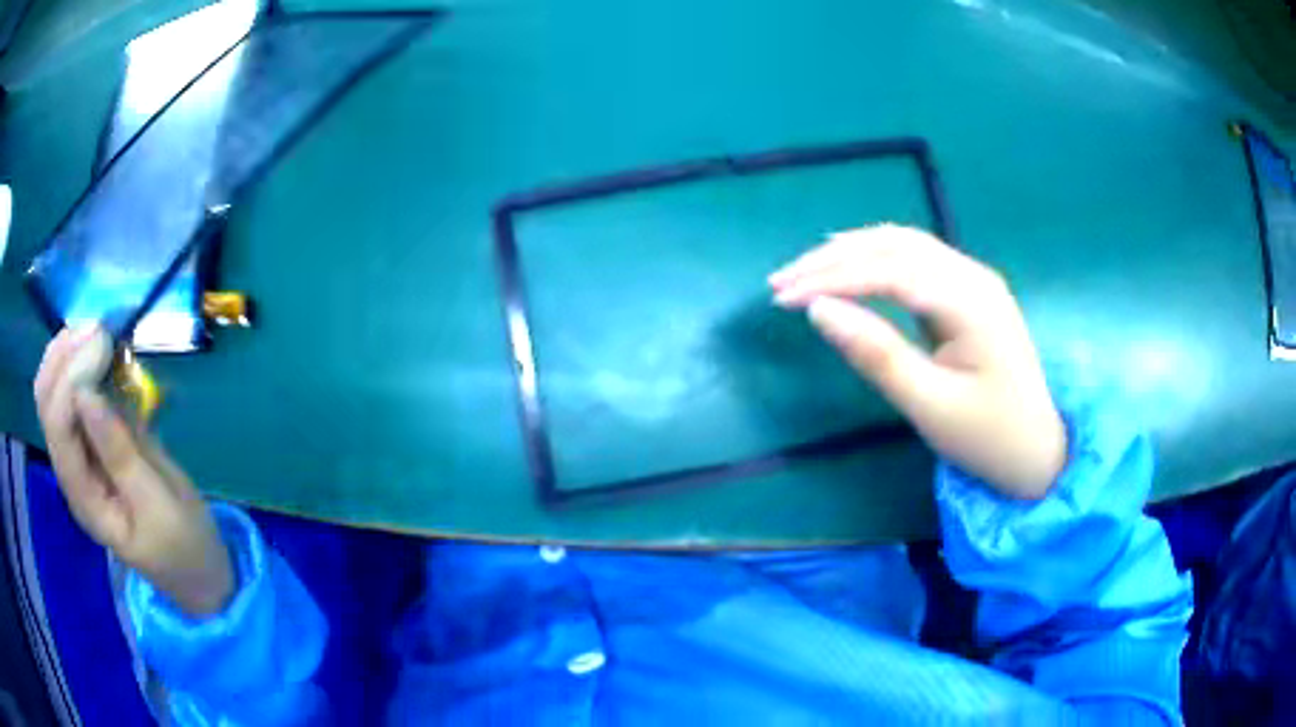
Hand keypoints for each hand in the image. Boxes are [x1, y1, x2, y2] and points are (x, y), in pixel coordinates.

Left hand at [34, 327, 234, 615]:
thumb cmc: (182, 544)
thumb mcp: (157, 506)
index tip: (104, 340)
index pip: (57, 427)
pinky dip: (80, 364)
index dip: (71, 376)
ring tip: (98, 329)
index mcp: (83, 498)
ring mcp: (79, 455)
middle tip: (99, 326)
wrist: (196, 568)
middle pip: (46, 403)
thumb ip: (120, 454)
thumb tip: (87, 394)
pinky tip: (100, 349)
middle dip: (63, 357)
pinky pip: (72, 394)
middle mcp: (71, 471)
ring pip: (53, 393)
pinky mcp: (92, 441)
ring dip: (67, 354)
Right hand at [769, 225, 1065, 498]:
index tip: (783, 298)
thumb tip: (818, 310)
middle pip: (894, 245)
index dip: (832, 278)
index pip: (890, 270)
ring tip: (805, 270)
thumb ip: (876, 354)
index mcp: (970, 301)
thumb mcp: (930, 406)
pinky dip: (875, 258)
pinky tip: (850, 265)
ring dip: (851, 251)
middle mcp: (973, 275)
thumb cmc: (988, 437)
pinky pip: (916, 259)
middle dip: (833, 258)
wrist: (1038, 451)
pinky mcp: (968, 292)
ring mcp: (974, 280)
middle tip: (781, 283)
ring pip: (904, 244)